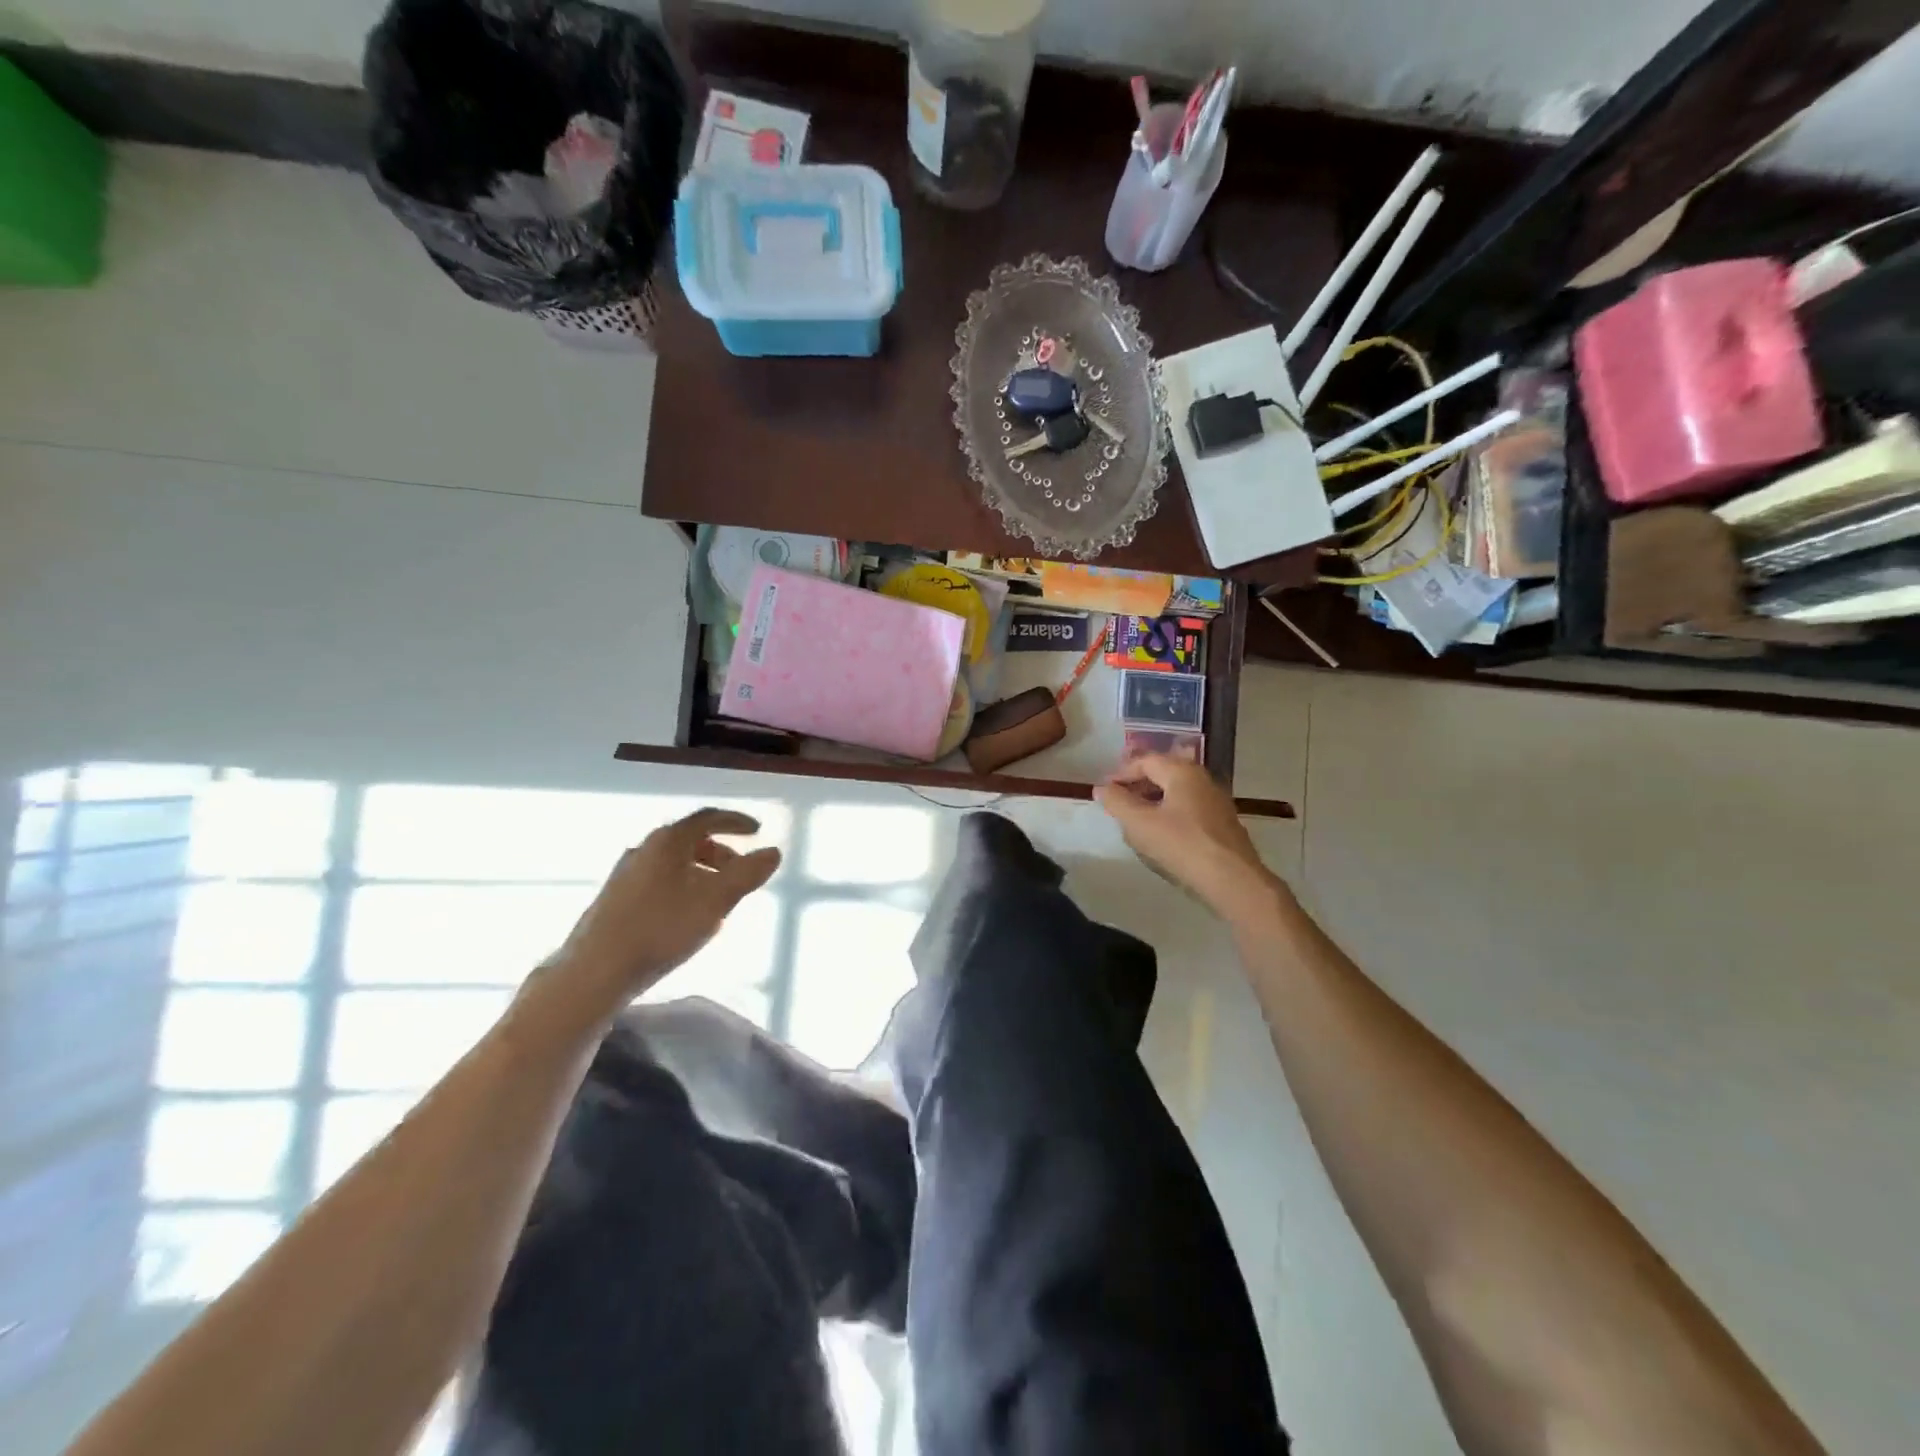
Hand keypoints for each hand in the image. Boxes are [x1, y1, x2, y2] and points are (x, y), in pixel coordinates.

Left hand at [556, 809, 781, 1002]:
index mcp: (668, 841)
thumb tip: (773, 851)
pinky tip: (686, 916)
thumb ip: (747, 874)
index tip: (757, 831)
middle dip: (721, 853)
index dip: (736, 822)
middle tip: (740, 873)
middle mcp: (644, 848)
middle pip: (690, 840)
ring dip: (701, 872)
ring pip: (673, 863)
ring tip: (717, 899)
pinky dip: (682, 886)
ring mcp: (625, 874)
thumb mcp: (715, 900)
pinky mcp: (614, 899)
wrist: (595, 971)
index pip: (708, 818)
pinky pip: (658, 880)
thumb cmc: (661, 928)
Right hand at [1096, 755, 1282, 920]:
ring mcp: (1216, 802)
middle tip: (1117, 804)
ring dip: (1153, 801)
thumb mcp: (1139, 823)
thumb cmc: (1181, 845)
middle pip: (1163, 773)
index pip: (1145, 761)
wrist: (1232, 880)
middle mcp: (1202, 779)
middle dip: (1137, 786)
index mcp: (1182, 771)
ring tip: (1135, 822)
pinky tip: (1161, 837)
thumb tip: (1102, 788)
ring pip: (1176, 793)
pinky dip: (1169, 814)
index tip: (1104, 791)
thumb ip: (1117, 802)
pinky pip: (1188, 810)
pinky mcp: (1223, 824)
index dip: (1120, 773)